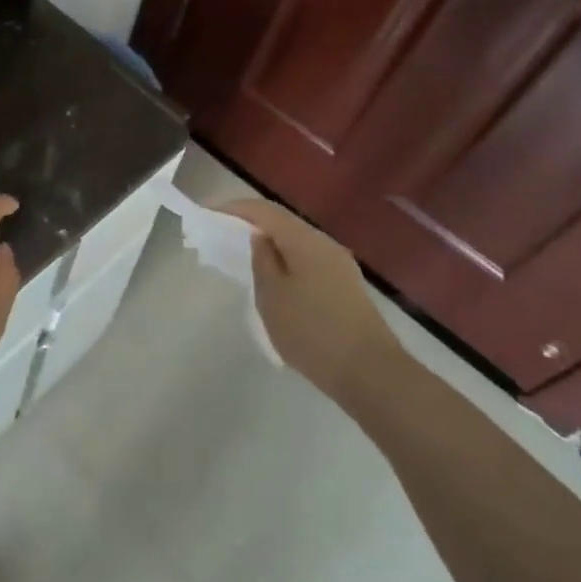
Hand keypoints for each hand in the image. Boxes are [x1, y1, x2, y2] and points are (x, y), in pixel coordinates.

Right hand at [217, 198, 397, 400]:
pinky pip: (308, 261)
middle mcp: (325, 244)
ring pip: (297, 244)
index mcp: (305, 240)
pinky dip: (286, 262)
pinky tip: (276, 281)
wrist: (371, 373)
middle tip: (224, 234)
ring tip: (245, 257)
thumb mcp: (273, 297)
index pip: (265, 210)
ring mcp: (340, 265)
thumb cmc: (313, 332)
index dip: (235, 208)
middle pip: (283, 223)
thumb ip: (263, 261)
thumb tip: (260, 238)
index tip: (209, 213)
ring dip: (271, 245)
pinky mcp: (346, 287)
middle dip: (252, 225)